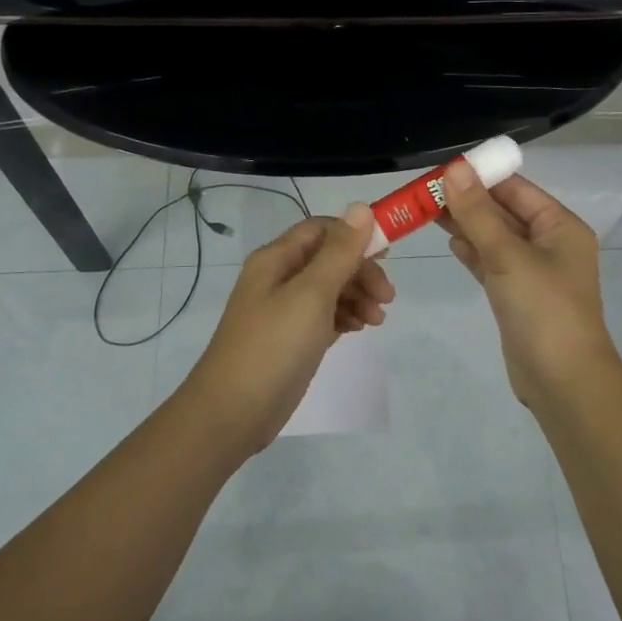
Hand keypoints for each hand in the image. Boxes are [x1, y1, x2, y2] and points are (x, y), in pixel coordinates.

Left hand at [180, 203, 394, 454]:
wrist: (233, 412)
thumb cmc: (273, 346)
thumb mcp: (311, 294)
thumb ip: (339, 252)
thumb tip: (361, 207)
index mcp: (276, 259)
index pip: (321, 229)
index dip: (355, 235)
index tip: (388, 255)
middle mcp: (278, 278)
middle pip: (329, 259)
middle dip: (361, 271)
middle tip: (387, 297)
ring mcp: (284, 310)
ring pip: (330, 288)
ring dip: (357, 295)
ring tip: (377, 320)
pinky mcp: (291, 339)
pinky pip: (324, 315)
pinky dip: (345, 317)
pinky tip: (358, 329)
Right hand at [437, 165, 620, 409]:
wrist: (562, 380)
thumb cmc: (543, 309)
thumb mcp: (508, 256)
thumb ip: (478, 213)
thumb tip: (455, 169)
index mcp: (560, 226)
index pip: (517, 189)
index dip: (481, 176)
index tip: (443, 169)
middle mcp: (550, 244)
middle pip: (504, 212)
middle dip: (469, 201)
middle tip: (425, 191)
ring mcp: (533, 272)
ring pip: (495, 238)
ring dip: (467, 225)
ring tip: (427, 210)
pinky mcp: (517, 296)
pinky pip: (492, 263)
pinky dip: (473, 252)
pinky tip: (450, 241)